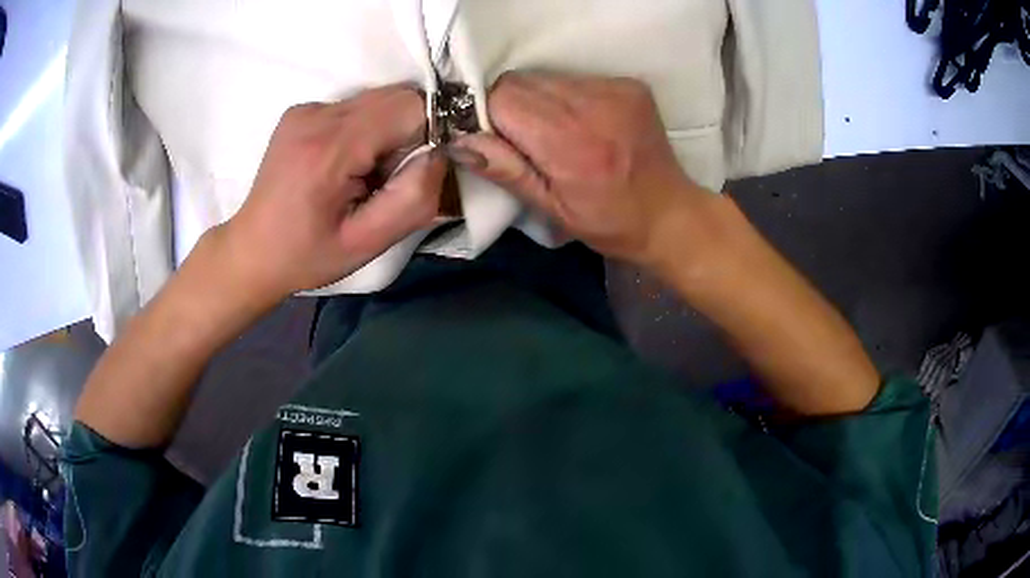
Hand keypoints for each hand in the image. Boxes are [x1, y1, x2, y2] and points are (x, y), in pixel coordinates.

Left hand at [216, 85, 445, 301]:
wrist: (252, 250)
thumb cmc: (307, 255)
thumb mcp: (367, 244)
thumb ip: (414, 198)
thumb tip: (440, 154)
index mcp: (329, 148)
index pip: (411, 107)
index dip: (431, 133)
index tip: (415, 171)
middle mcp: (316, 114)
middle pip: (397, 97)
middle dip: (410, 132)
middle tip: (388, 177)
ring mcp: (306, 108)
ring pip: (379, 99)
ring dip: (388, 131)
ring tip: (364, 173)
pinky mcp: (302, 110)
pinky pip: (356, 106)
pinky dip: (367, 129)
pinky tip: (345, 164)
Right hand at [450, 72, 707, 268]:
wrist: (671, 214)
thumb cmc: (609, 223)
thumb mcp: (551, 209)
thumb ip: (505, 170)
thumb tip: (458, 139)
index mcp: (571, 143)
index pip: (503, 98)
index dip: (489, 117)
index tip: (498, 141)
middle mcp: (594, 106)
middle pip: (521, 81)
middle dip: (510, 107)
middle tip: (527, 141)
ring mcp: (615, 90)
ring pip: (545, 76)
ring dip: (537, 100)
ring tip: (557, 133)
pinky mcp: (629, 84)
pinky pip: (573, 78)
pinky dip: (565, 96)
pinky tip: (582, 123)